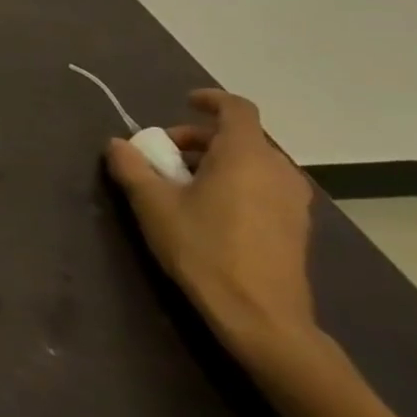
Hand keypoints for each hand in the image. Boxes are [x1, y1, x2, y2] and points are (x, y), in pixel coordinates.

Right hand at [106, 89, 315, 364]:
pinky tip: (211, 209)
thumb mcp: (153, 205)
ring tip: (184, 184)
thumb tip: (118, 144)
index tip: (184, 102)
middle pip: (241, 136)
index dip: (210, 100)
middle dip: (201, 137)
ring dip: (218, 161)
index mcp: (245, 155)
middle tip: (166, 155)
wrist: (261, 316)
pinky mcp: (297, 226)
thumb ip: (132, 167)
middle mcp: (278, 170)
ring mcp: (294, 200)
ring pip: (254, 162)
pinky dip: (237, 182)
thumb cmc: (204, 249)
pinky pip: (265, 185)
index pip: (236, 109)